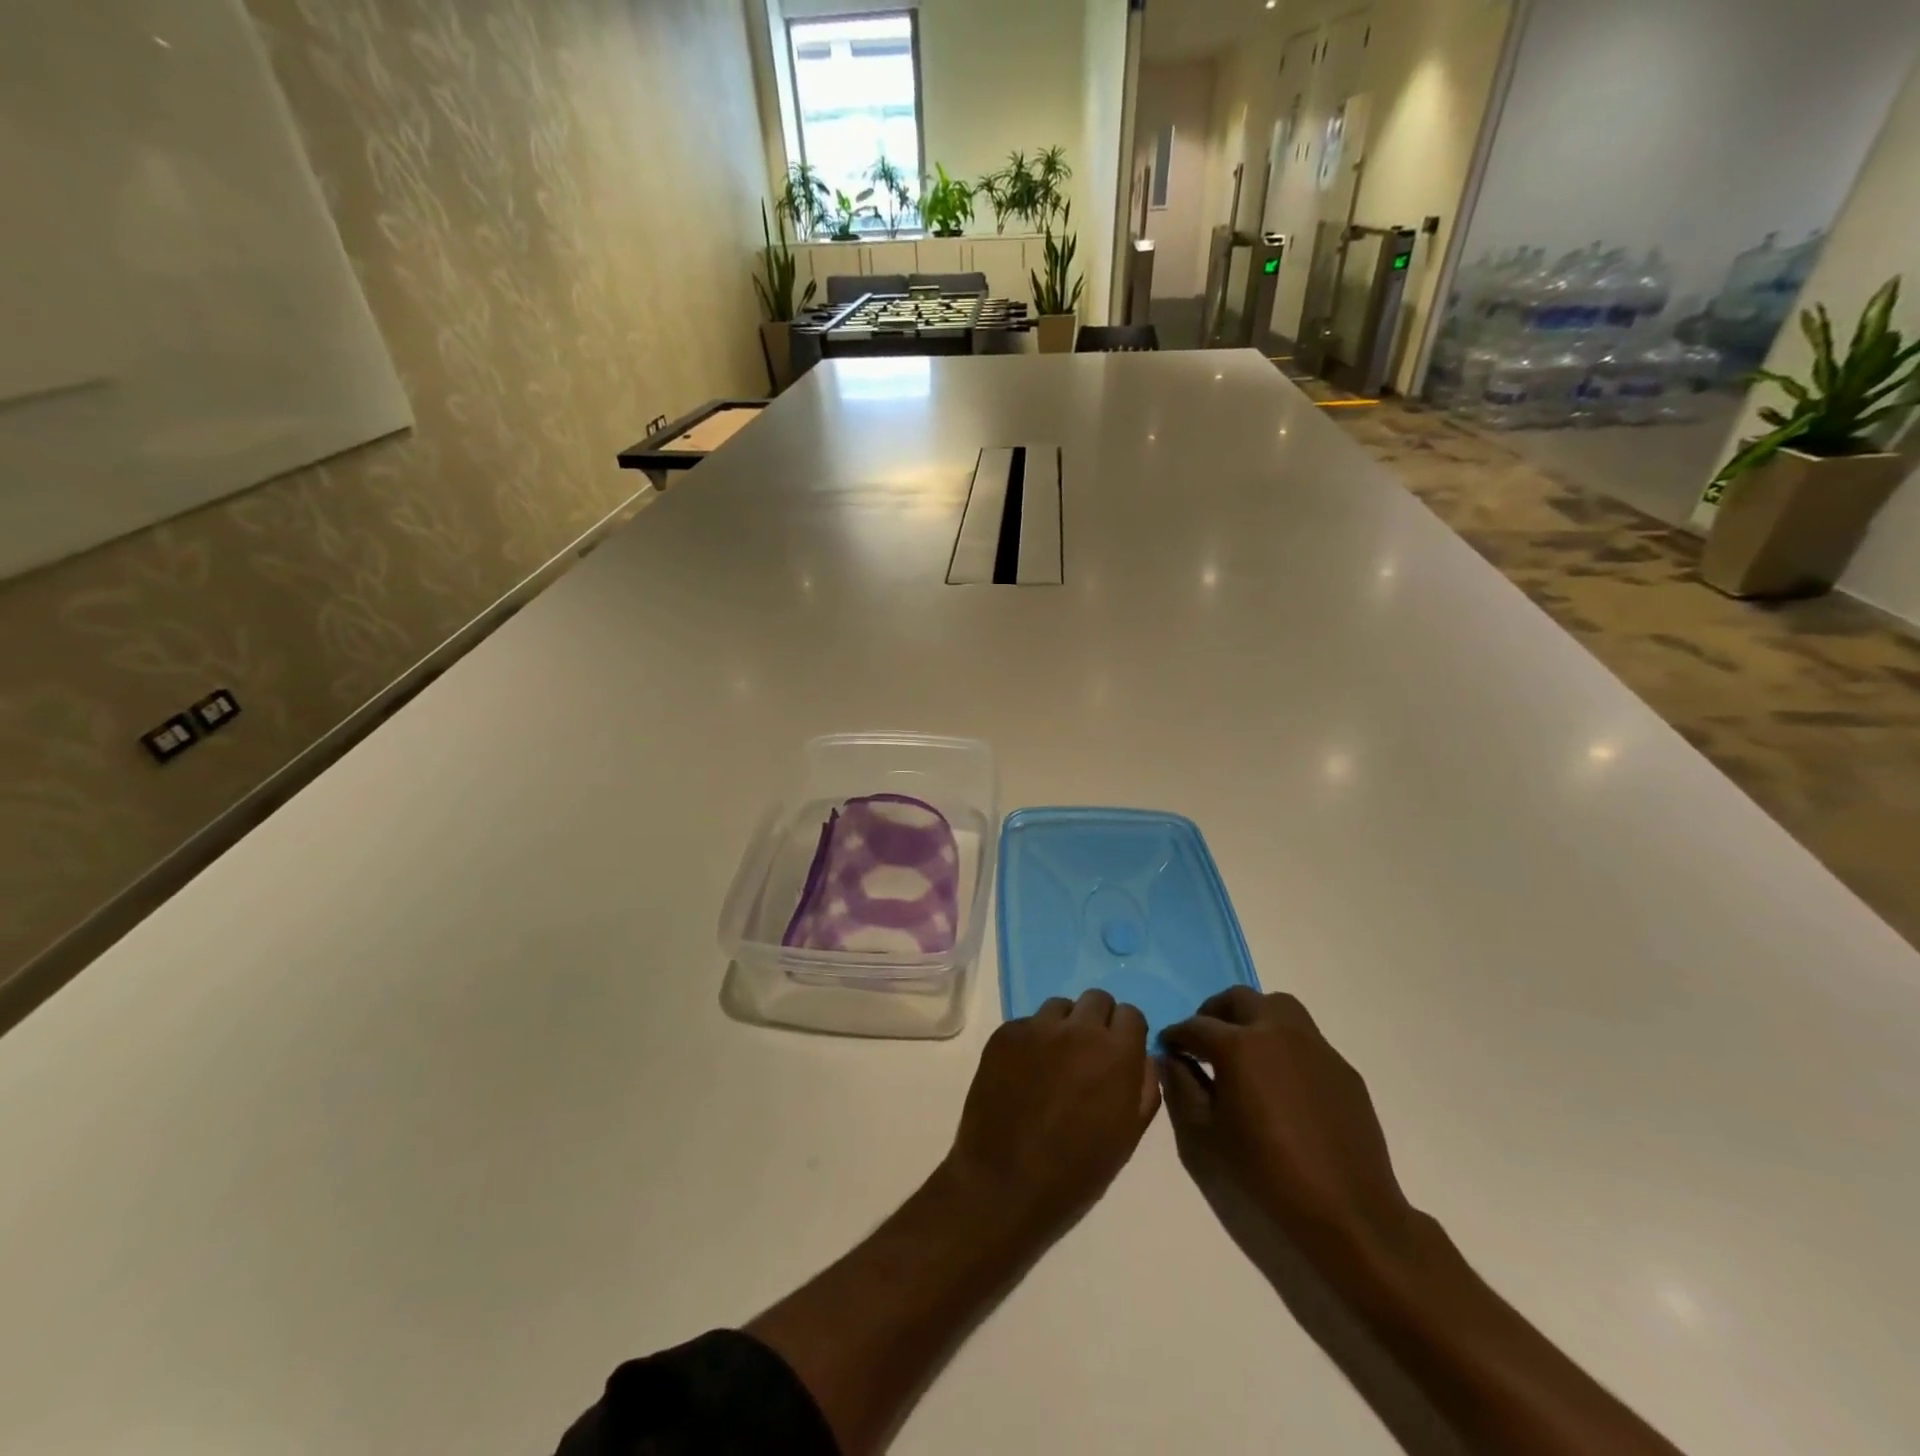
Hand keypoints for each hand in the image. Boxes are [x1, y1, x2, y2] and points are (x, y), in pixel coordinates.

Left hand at [944, 991, 1161, 1240]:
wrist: (1004, 1183)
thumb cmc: (1076, 1171)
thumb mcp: (1128, 1136)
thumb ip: (1144, 1086)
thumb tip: (1143, 1056)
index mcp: (1115, 1053)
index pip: (1131, 1014)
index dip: (1127, 1034)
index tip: (1120, 1054)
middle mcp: (1077, 1029)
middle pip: (1096, 1000)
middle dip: (1098, 1022)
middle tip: (1089, 1055)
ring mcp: (1036, 1027)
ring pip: (1060, 1007)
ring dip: (1065, 1026)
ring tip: (1055, 1063)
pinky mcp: (1004, 1033)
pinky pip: (1027, 1023)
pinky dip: (1032, 1040)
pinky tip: (1025, 1073)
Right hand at [1161, 989, 1415, 1271]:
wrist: (1348, 1212)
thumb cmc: (1266, 1174)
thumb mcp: (1205, 1135)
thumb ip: (1181, 1088)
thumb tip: (1172, 1060)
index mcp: (1238, 1046)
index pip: (1195, 1026)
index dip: (1176, 1036)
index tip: (1168, 1047)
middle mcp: (1276, 1031)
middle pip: (1238, 999)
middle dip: (1213, 1014)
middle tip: (1203, 1041)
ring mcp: (1314, 1045)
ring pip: (1277, 1006)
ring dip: (1253, 1016)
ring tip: (1244, 1047)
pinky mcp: (1341, 1066)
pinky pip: (1305, 1038)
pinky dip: (1284, 1043)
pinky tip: (1281, 1080)